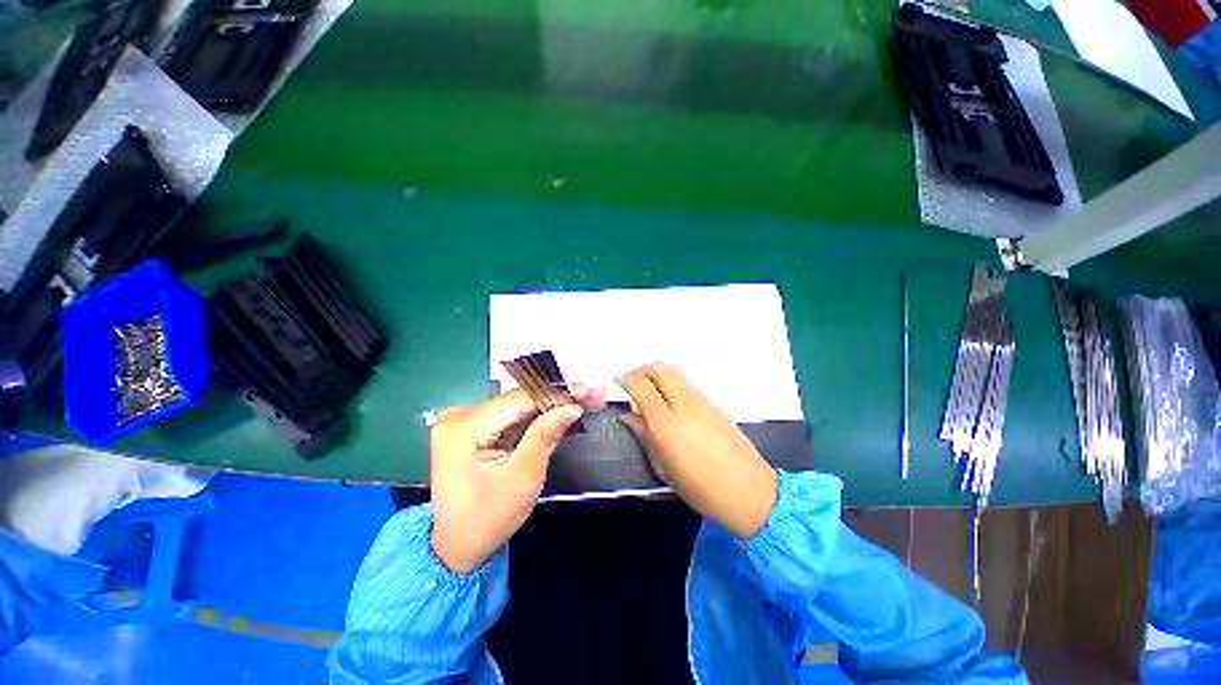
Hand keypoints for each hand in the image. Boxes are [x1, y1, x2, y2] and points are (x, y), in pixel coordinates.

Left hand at [430, 385, 603, 572]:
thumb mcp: (523, 478)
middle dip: (558, 397)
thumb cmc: (489, 519)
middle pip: (518, 399)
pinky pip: (510, 415)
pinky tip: (560, 412)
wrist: (457, 547)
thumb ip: (545, 436)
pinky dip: (536, 415)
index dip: (558, 392)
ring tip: (583, 401)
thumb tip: (572, 406)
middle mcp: (459, 415)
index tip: (591, 391)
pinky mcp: (470, 427)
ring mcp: (462, 419)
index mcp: (464, 428)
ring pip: (517, 405)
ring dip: (550, 405)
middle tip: (593, 395)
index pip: (520, 399)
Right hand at [617, 364, 777, 538]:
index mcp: (666, 425)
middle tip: (631, 380)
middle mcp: (684, 405)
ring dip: (657, 373)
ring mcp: (702, 402)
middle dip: (641, 369)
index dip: (625, 379)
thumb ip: (643, 435)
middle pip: (660, 370)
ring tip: (648, 386)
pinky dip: (672, 382)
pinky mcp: (714, 403)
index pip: (641, 387)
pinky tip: (669, 398)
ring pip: (675, 372)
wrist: (748, 491)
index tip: (616, 380)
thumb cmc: (699, 488)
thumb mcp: (663, 467)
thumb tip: (627, 415)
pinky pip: (687, 383)